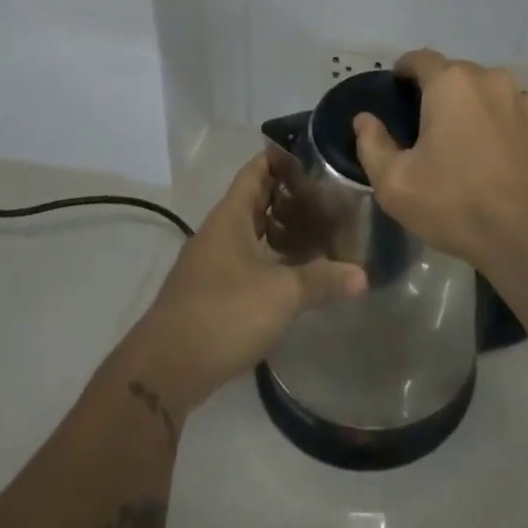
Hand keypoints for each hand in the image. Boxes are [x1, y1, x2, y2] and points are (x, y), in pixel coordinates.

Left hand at [122, 153, 365, 417]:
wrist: (164, 370)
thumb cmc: (224, 314)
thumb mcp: (281, 294)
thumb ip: (322, 280)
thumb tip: (363, 275)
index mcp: (231, 216)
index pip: (257, 170)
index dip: (282, 158)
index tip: (314, 157)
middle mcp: (217, 231)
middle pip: (254, 200)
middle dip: (287, 197)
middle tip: (326, 198)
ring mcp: (209, 262)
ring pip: (249, 232)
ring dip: (278, 230)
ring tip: (316, 233)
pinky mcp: (208, 292)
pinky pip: (243, 260)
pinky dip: (267, 258)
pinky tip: (291, 274)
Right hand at [353, 48, 527, 276]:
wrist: (527, 236)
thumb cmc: (454, 204)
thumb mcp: (395, 183)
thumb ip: (372, 145)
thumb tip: (364, 119)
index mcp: (450, 83)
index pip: (420, 58)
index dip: (404, 70)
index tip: (396, 88)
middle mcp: (488, 78)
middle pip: (454, 73)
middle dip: (437, 91)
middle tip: (425, 125)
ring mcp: (520, 98)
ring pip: (484, 89)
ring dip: (470, 104)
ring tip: (461, 138)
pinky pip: (509, 108)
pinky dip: (497, 119)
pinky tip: (492, 150)